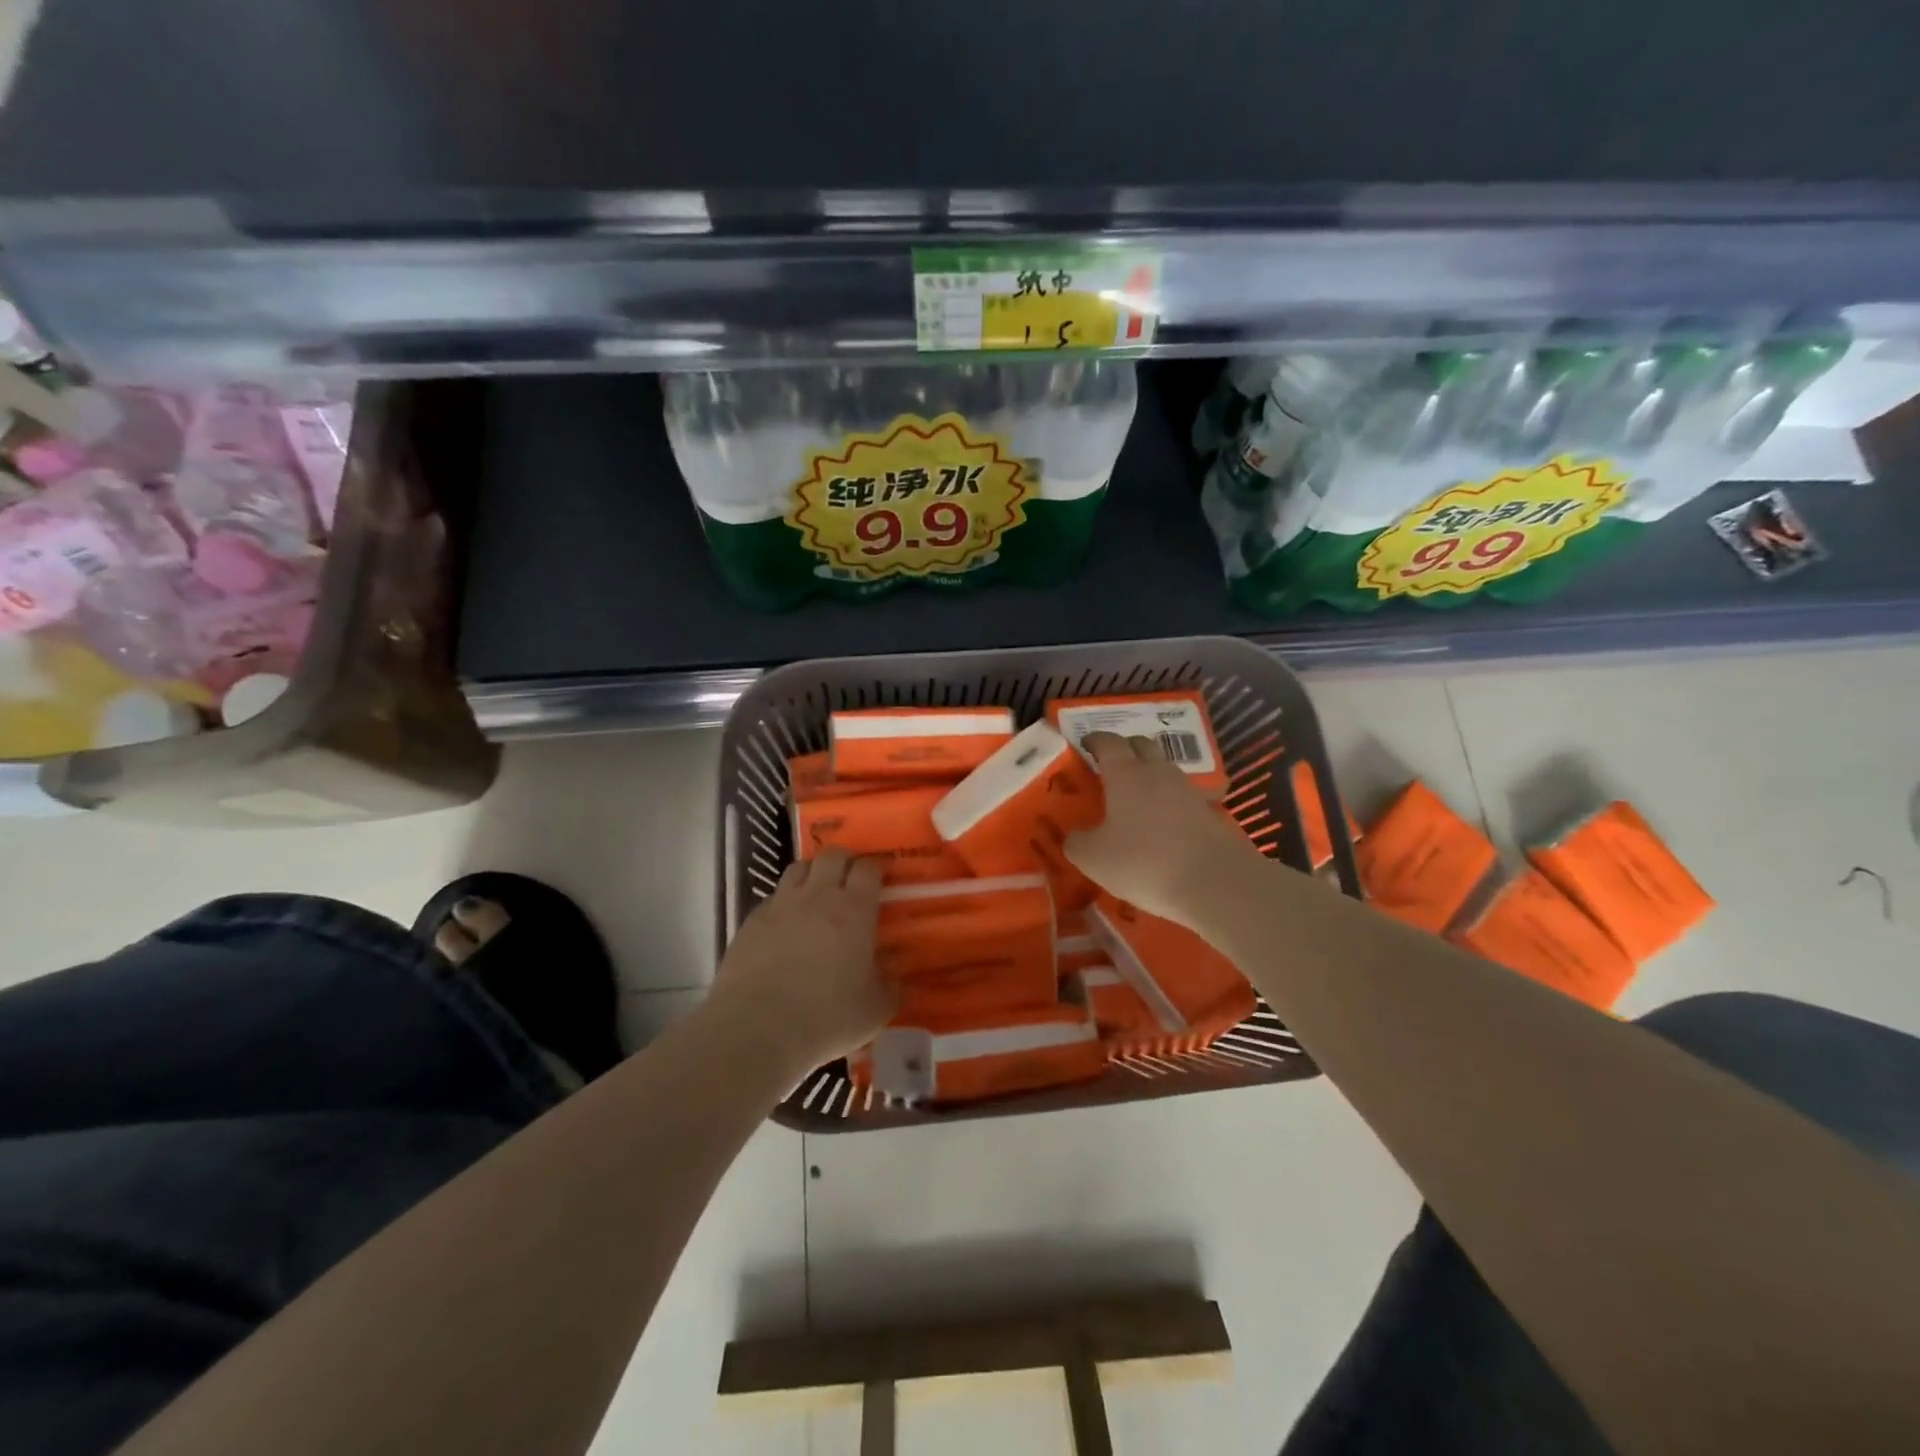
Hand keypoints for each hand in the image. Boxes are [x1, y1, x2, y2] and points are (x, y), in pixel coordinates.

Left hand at [707, 848, 896, 1073]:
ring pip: (799, 867)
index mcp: (854, 910)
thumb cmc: (826, 1017)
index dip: (875, 869)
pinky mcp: (752, 920)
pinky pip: (774, 897)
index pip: (868, 868)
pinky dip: (784, 902)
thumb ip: (891, 987)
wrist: (756, 1027)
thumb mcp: (874, 1010)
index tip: (879, 882)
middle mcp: (818, 896)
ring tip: (816, 896)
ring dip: (812, 874)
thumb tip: (896, 976)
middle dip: (844, 862)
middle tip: (849, 883)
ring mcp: (781, 904)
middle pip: (833, 855)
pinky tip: (786, 926)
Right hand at [1063, 731, 1261, 927]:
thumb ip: (1076, 842)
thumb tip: (1072, 836)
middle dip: (1124, 748)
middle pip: (1141, 745)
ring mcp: (1187, 790)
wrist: (1215, 882)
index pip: (1108, 742)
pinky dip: (1166, 800)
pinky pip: (1180, 795)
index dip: (1094, 740)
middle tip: (1108, 764)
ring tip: (1133, 795)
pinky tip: (1159, 822)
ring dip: (1147, 773)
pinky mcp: (1208, 811)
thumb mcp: (1094, 858)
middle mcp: (1157, 772)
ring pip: (1163, 769)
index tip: (1084, 744)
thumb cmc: (1144, 862)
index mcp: (1125, 773)